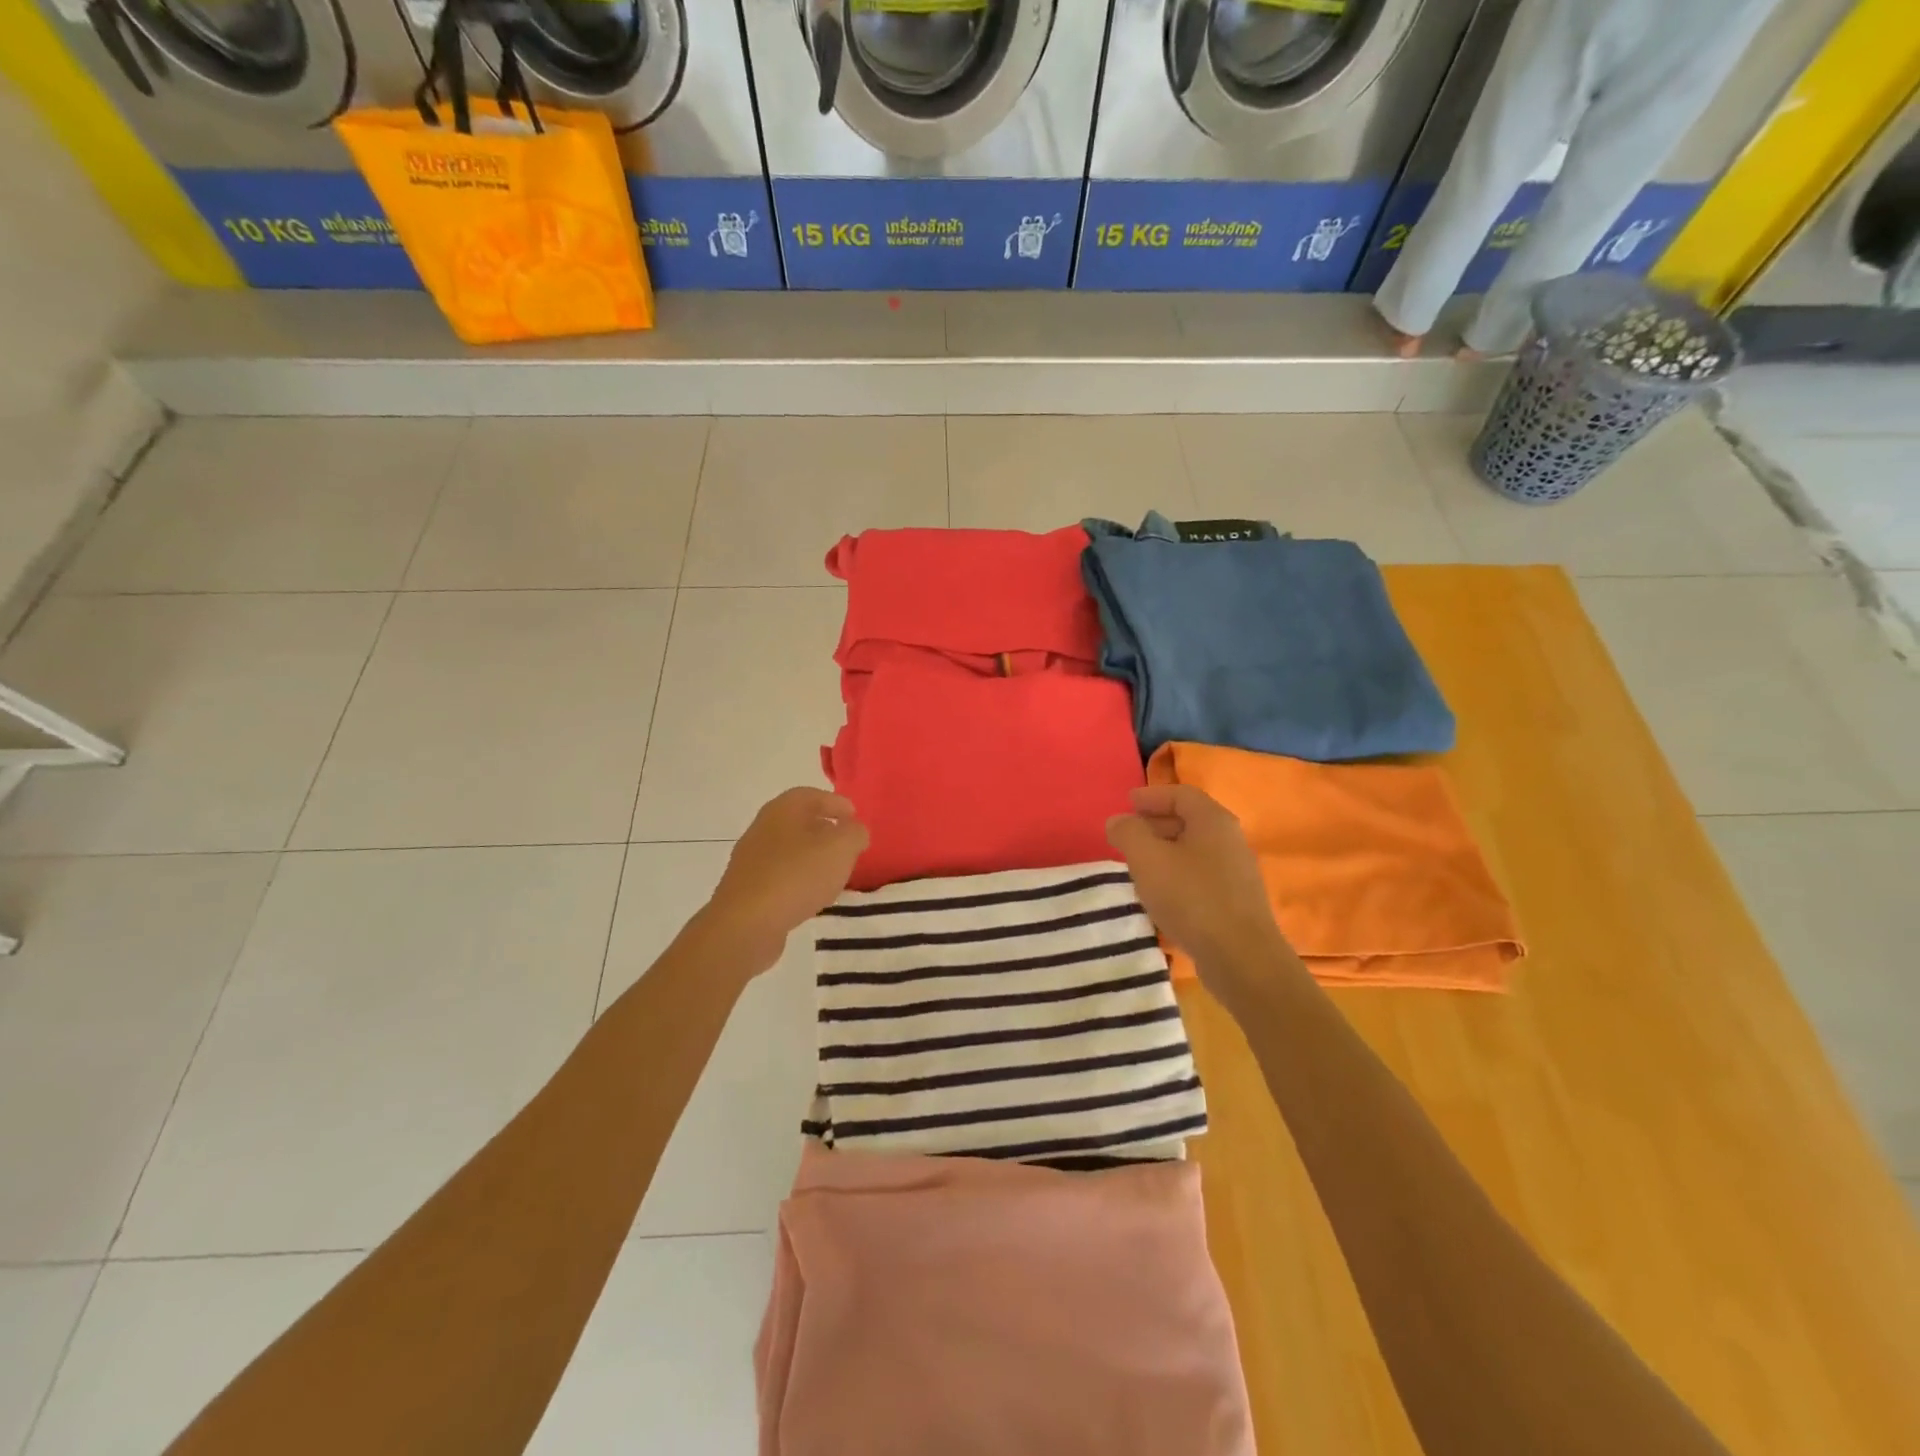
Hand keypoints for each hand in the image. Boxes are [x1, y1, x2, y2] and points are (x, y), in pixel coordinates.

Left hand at [700, 788, 868, 974]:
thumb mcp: (841, 848)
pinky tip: (810, 896)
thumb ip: (855, 833)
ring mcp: (751, 858)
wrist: (746, 923)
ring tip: (833, 873)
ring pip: (789, 849)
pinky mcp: (747, 887)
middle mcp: (763, 826)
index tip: (855, 818)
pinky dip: (798, 879)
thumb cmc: (797, 875)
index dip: (836, 804)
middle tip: (847, 845)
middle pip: (799, 821)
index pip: (813, 795)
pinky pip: (780, 875)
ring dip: (812, 857)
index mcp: (783, 808)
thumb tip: (854, 830)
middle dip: (825, 830)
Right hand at [1106, 784, 1288, 987]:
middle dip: (1156, 824)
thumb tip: (1118, 821)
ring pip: (1194, 850)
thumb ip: (1128, 833)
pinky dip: (1177, 874)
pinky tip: (1161, 894)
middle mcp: (1230, 840)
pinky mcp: (1236, 901)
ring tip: (1138, 866)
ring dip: (1165, 852)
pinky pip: (1201, 875)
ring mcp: (1237, 872)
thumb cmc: (1191, 897)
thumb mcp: (1147, 859)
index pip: (1181, 794)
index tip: (1127, 803)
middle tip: (1128, 835)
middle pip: (1189, 820)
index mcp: (1213, 820)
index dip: (1151, 796)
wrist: (1241, 957)